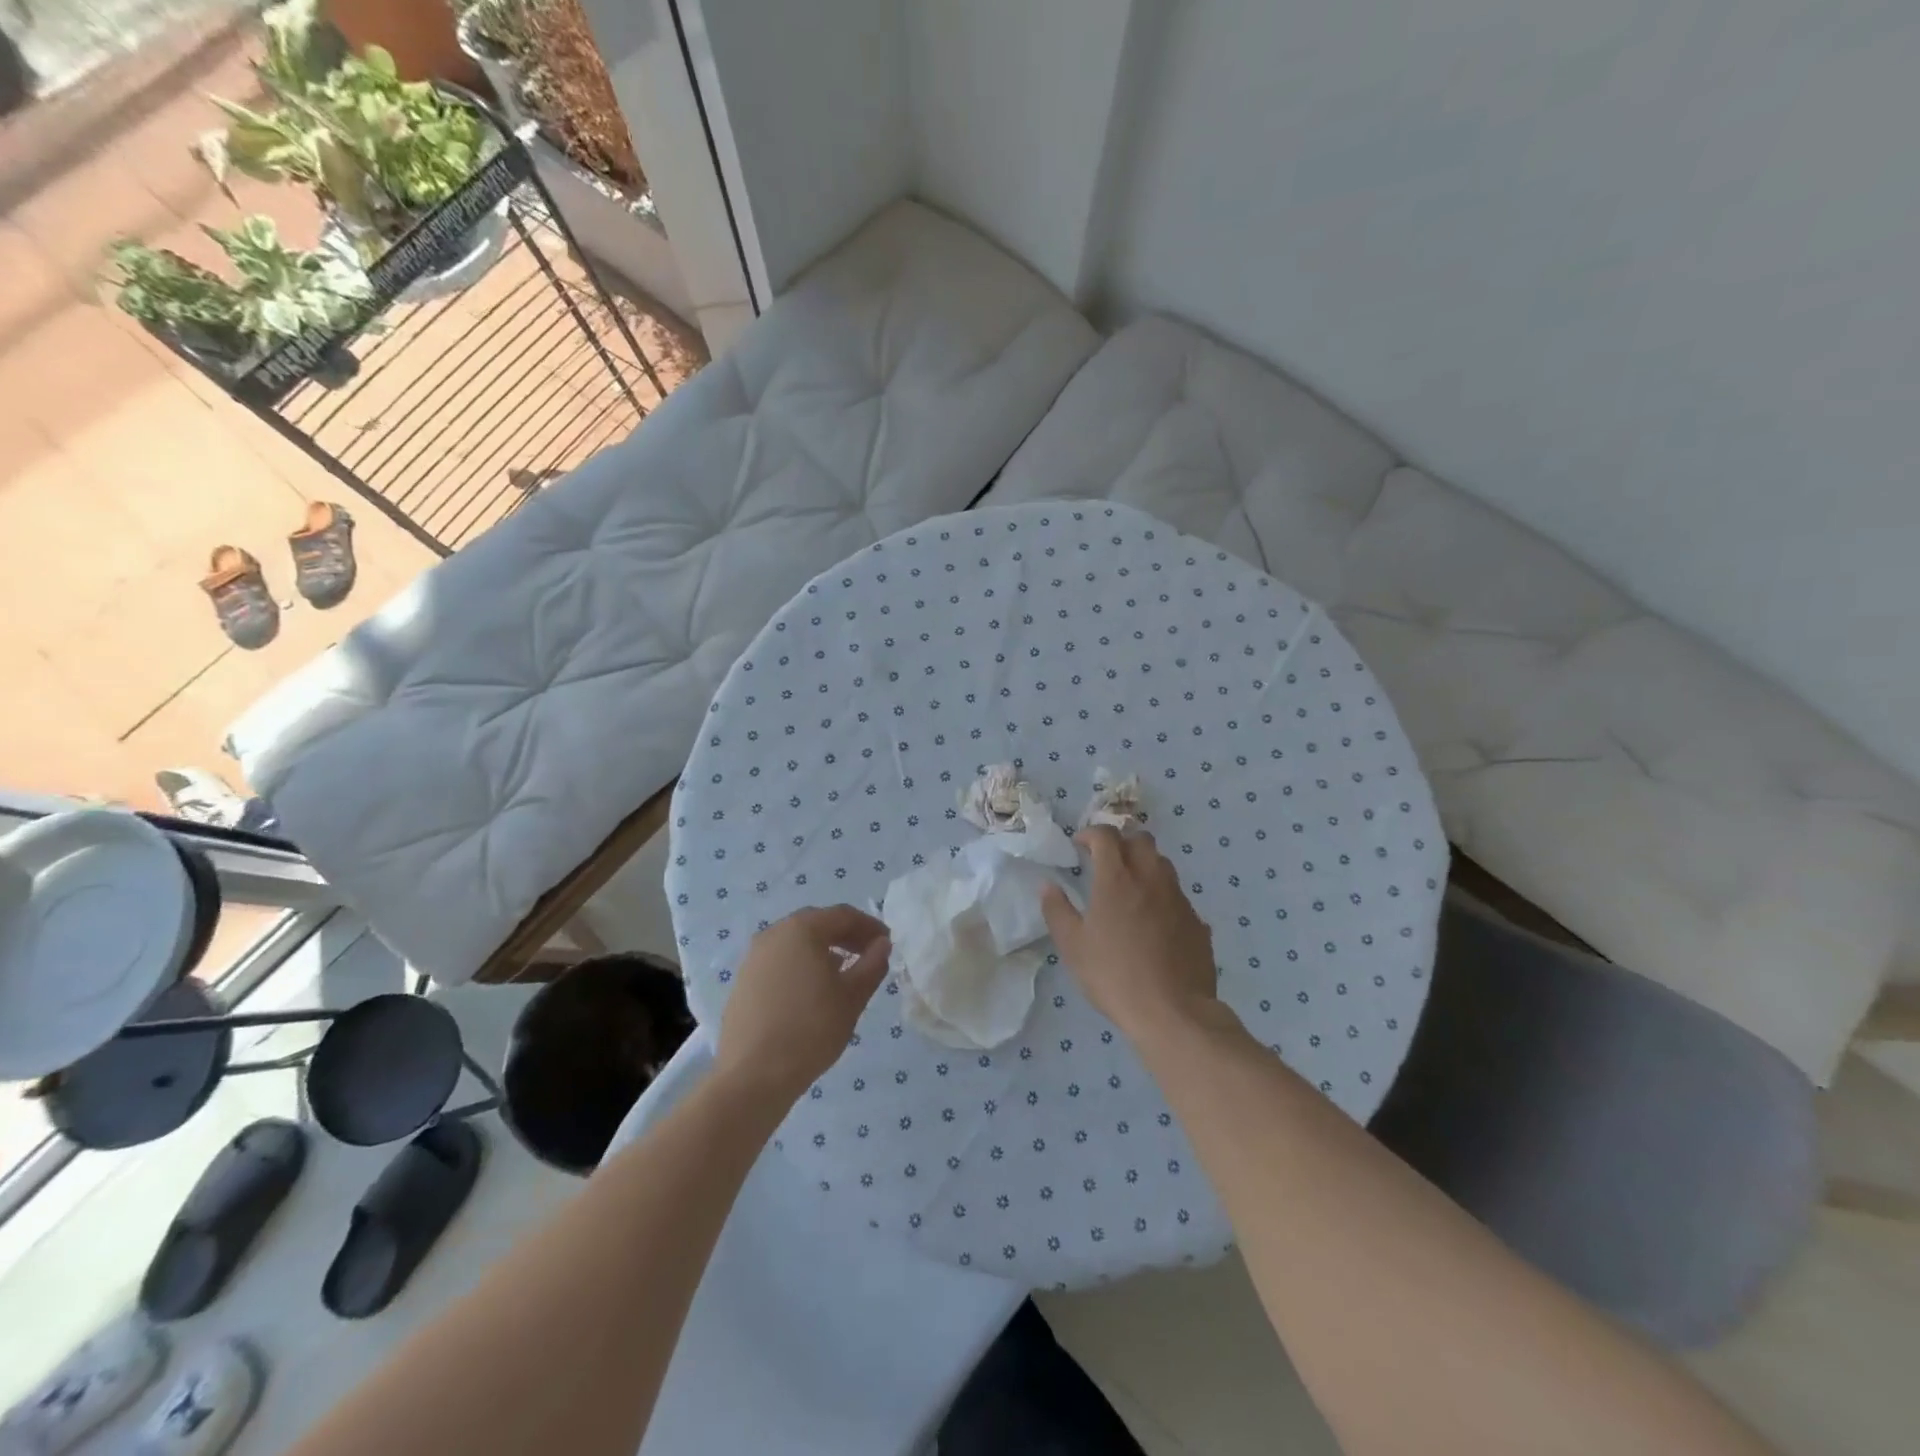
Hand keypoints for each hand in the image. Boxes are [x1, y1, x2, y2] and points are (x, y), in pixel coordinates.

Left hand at [715, 904, 890, 1103]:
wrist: (753, 1076)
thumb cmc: (811, 1029)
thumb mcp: (853, 997)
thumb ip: (872, 964)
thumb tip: (882, 944)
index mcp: (802, 929)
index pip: (843, 915)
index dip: (870, 926)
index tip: (887, 943)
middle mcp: (773, 934)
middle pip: (817, 924)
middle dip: (846, 936)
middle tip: (868, 955)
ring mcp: (753, 958)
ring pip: (796, 943)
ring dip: (822, 951)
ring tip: (842, 974)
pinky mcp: (743, 982)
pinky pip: (779, 962)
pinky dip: (800, 966)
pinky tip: (811, 992)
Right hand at [1041, 826, 1217, 1040]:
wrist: (1172, 1011)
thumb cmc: (1113, 975)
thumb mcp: (1072, 946)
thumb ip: (1057, 910)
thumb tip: (1048, 885)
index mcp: (1116, 879)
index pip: (1106, 835)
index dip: (1091, 833)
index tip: (1079, 846)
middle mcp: (1150, 879)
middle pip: (1140, 840)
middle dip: (1121, 842)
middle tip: (1106, 862)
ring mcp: (1178, 898)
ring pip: (1162, 864)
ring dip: (1144, 865)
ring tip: (1130, 888)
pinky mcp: (1196, 920)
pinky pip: (1177, 895)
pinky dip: (1162, 896)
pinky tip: (1153, 922)